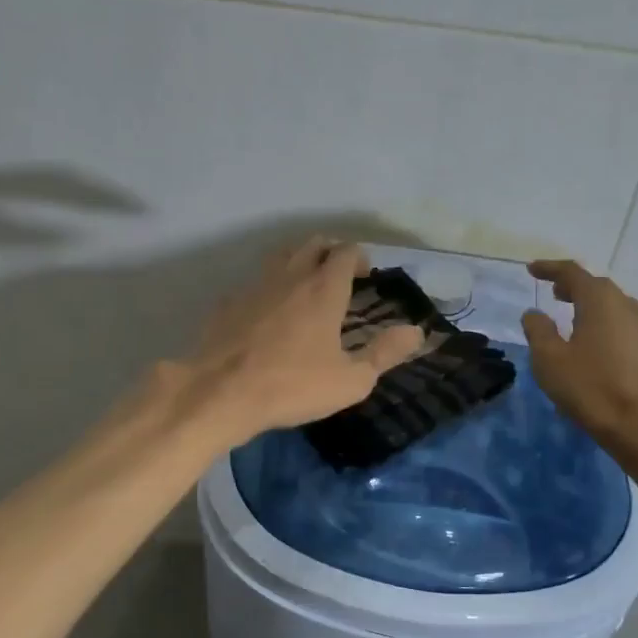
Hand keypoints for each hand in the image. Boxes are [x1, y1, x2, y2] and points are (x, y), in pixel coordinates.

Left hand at [180, 238, 423, 445]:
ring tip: (307, 285)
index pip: (346, 252)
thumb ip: (385, 353)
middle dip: (331, 252)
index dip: (360, 258)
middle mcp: (290, 276)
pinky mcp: (228, 302)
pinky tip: (269, 312)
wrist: (220, 393)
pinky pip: (255, 282)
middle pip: (313, 244)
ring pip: (281, 256)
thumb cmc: (293, 386)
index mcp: (324, 289)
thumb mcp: (351, 380)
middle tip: (341, 276)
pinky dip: (270, 287)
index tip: (366, 276)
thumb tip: (416, 331)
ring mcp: (255, 285)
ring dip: (299, 261)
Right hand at [521, 260, 637, 476]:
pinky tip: (603, 350)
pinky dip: (610, 330)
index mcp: (600, 302)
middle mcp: (628, 308)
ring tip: (577, 321)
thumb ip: (538, 331)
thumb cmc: (591, 389)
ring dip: (594, 308)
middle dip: (574, 287)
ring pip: (617, 309)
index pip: (573, 273)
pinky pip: (628, 331)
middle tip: (555, 294)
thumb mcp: (549, 360)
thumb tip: (534, 313)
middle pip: (598, 288)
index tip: (532, 269)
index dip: (550, 268)